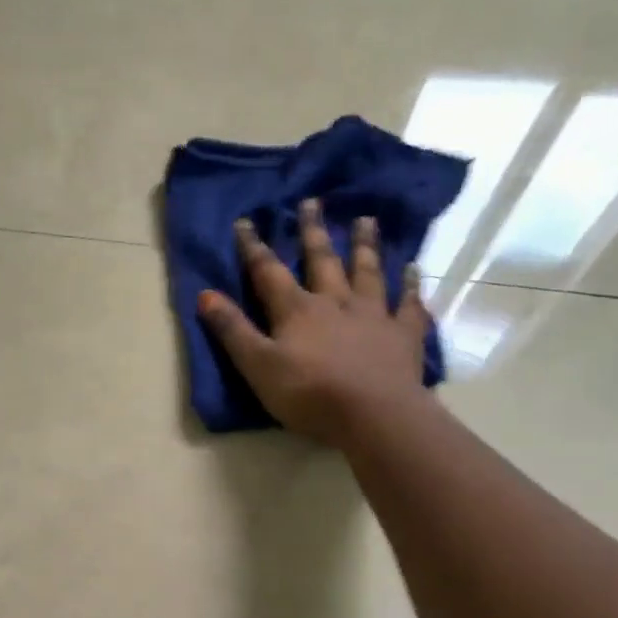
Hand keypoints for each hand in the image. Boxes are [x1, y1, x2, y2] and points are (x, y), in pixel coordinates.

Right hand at [197, 200, 431, 442]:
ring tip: (365, 220)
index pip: (268, 273)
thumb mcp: (257, 366)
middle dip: (312, 232)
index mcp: (297, 310)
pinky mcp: (402, 335)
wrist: (374, 415)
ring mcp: (373, 315)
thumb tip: (205, 295)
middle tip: (312, 202)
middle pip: (322, 260)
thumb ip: (232, 330)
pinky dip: (409, 286)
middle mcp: (335, 303)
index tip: (245, 222)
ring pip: (367, 272)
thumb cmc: (308, 394)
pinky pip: (407, 304)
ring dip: (364, 246)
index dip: (253, 248)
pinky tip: (413, 270)